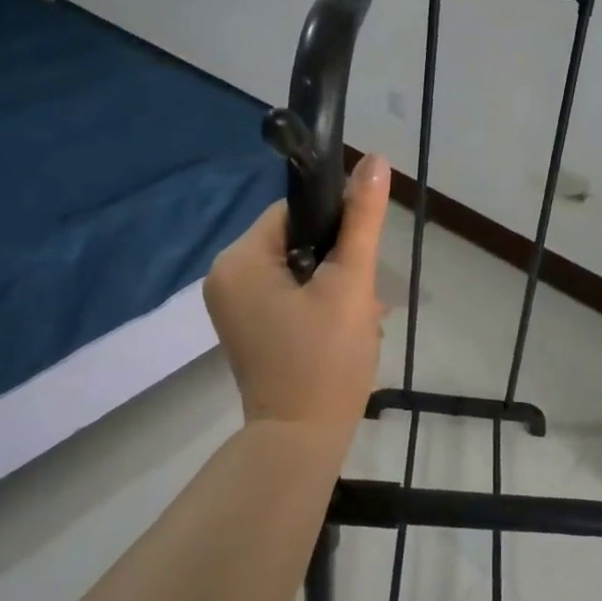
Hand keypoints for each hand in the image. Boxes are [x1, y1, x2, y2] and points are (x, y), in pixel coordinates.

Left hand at [206, 155, 392, 428]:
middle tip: (363, 298)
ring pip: (296, 269)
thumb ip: (362, 219)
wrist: (301, 442)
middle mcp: (225, 277)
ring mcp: (233, 306)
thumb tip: (376, 158)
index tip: (360, 260)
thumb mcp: (351, 283)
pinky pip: (287, 295)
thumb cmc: (326, 359)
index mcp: (239, 260)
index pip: (293, 213)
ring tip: (359, 318)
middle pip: (296, 241)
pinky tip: (344, 328)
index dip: (334, 228)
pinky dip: (317, 303)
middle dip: (338, 263)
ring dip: (334, 285)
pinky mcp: (247, 328)